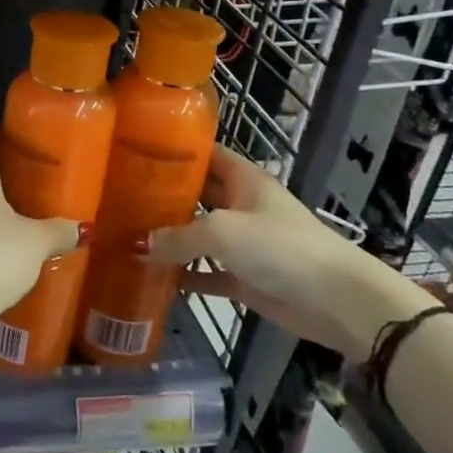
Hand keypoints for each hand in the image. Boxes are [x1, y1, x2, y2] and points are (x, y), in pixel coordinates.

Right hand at [147, 145, 431, 360]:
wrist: (336, 301)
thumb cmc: (280, 247)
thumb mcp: (222, 232)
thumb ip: (178, 236)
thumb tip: (139, 244)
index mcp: (242, 180)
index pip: (204, 154)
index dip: (173, 150)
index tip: (134, 151)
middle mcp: (240, 206)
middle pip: (195, 195)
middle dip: (161, 196)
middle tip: (117, 197)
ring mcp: (243, 244)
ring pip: (197, 235)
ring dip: (168, 238)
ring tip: (125, 235)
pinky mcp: (244, 279)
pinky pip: (206, 273)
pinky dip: (183, 276)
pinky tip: (152, 277)